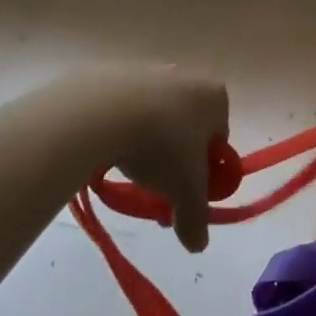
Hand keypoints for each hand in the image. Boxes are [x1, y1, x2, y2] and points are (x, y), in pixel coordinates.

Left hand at [100, 68, 230, 252]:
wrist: (97, 113)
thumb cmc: (159, 146)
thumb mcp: (185, 190)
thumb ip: (196, 218)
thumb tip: (198, 246)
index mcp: (215, 96)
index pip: (219, 136)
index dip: (204, 166)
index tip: (185, 186)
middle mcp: (186, 75)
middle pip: (187, 123)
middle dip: (174, 153)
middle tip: (156, 181)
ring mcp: (147, 69)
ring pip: (154, 113)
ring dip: (146, 139)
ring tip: (126, 164)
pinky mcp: (111, 71)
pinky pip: (122, 105)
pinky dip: (118, 124)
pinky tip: (104, 144)